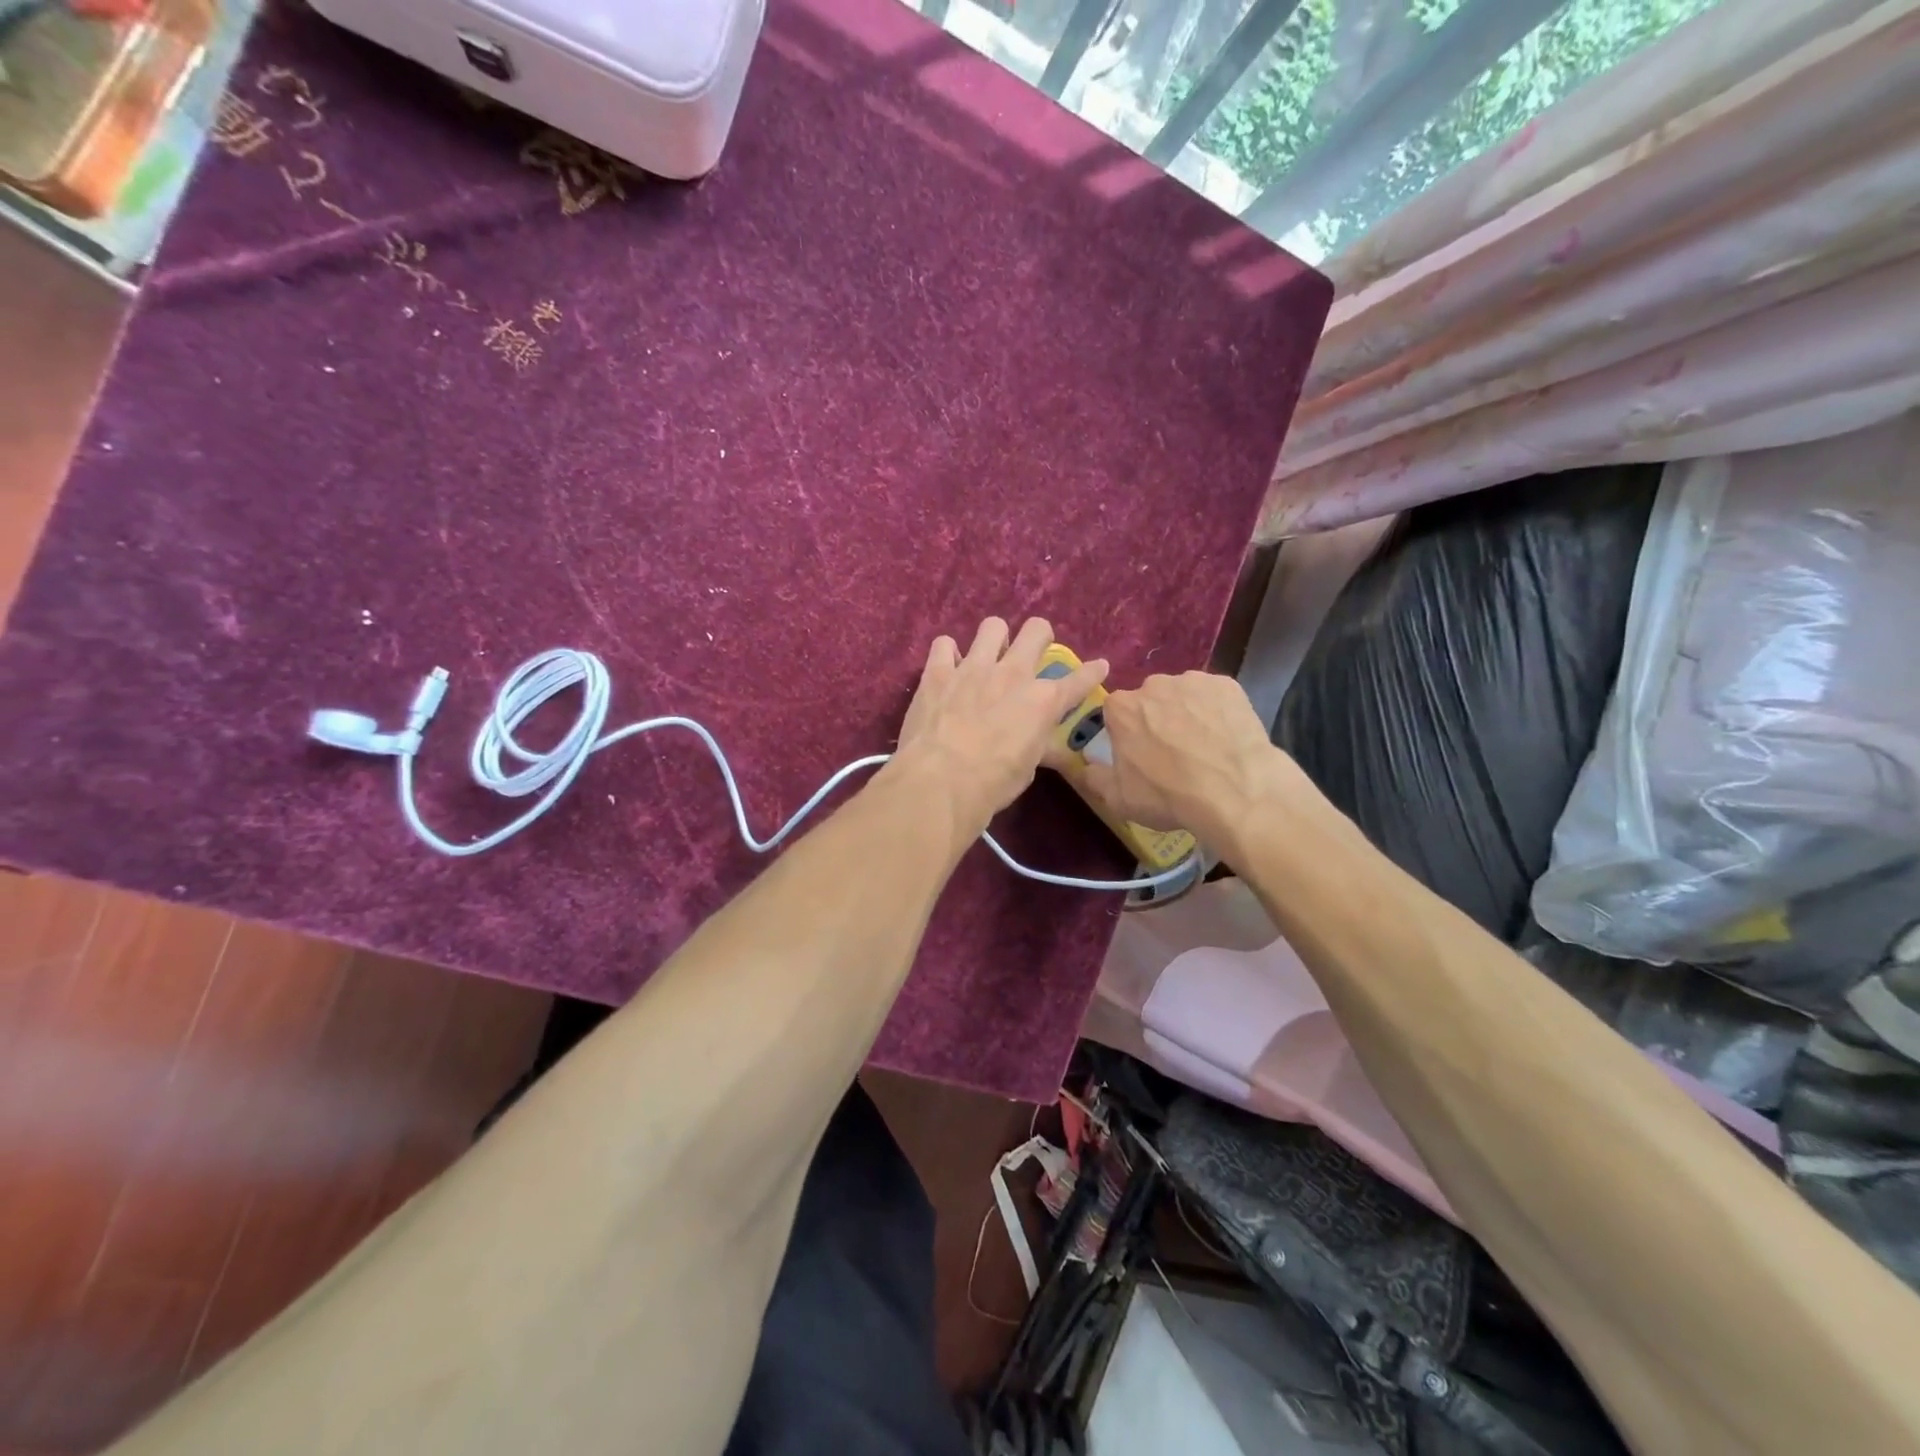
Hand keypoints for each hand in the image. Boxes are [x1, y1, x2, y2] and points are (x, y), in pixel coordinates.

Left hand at [893, 617, 1106, 839]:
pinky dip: (948, 654)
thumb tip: (1033, 737)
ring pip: (992, 626)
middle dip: (1040, 636)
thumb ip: (1034, 741)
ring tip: (988, 656)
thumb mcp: (1028, 767)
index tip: (1099, 666)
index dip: (1093, 672)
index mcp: (1043, 701)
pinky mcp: (937, 672)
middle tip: (1033, 651)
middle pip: (1036, 630)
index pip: (1079, 679)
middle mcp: (1013, 674)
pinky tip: (948, 668)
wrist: (941, 781)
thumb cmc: (993, 784)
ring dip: (994, 639)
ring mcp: (973, 668)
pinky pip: (944, 644)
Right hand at [1068, 671, 1280, 848]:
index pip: (1116, 713)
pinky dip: (1217, 712)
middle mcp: (1153, 685)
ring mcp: (1193, 681)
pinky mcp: (1228, 685)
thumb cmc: (1168, 795)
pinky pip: (1215, 696)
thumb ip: (1095, 778)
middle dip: (1157, 719)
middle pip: (1150, 700)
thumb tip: (1085, 767)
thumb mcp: (1119, 799)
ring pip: (1183, 695)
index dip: (1127, 733)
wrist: (1234, 791)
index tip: (1139, 753)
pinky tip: (1226, 737)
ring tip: (1204, 746)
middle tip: (1173, 752)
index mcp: (1121, 708)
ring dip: (1187, 713)